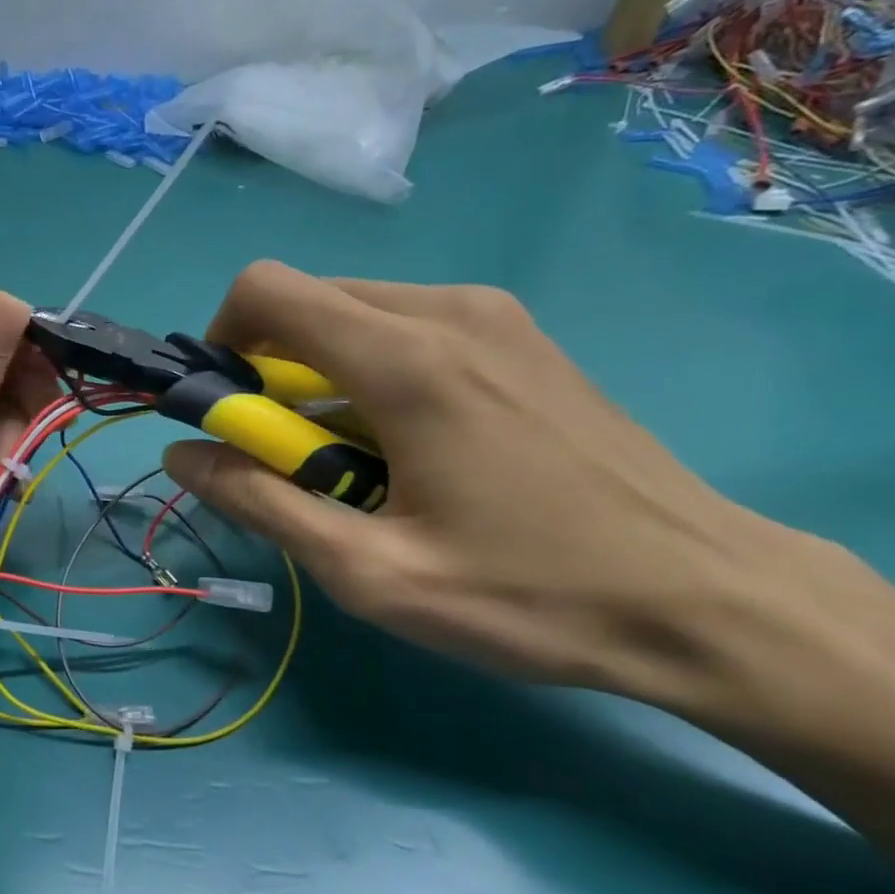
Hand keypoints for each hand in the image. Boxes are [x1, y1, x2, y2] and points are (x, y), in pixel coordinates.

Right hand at [162, 262, 792, 703]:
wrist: (713, 603)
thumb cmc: (531, 595)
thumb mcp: (370, 573)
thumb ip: (260, 503)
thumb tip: (181, 456)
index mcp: (406, 359)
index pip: (265, 290)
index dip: (221, 340)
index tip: (231, 411)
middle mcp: (446, 311)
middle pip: (305, 300)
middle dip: (267, 367)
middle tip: (290, 454)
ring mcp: (493, 317)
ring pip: (353, 313)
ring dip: (319, 374)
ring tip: (356, 461)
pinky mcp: (519, 336)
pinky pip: (405, 327)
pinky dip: (369, 371)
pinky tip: (411, 446)